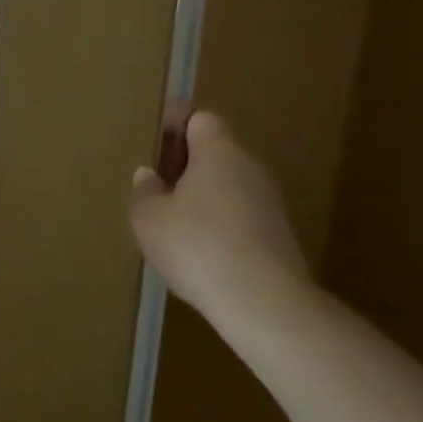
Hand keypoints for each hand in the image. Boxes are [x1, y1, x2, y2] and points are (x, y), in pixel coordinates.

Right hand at [130, 112, 308, 321]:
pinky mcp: (278, 236)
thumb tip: (150, 175)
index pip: (200, 119)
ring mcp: (269, 203)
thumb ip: (144, 190)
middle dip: (184, 163)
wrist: (263, 302)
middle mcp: (250, 167)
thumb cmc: (196, 245)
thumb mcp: (148, 217)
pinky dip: (217, 221)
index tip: (152, 144)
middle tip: (154, 183)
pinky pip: (239, 214)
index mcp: (219, 151)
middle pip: (215, 151)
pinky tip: (196, 248)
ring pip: (227, 184)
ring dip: (200, 194)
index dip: (175, 125)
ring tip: (170, 219)